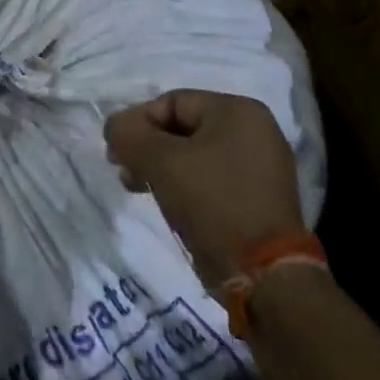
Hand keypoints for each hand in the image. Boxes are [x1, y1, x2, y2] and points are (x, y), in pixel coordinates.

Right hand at [105, 90, 303, 283]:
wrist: (265, 277)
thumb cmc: (213, 202)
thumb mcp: (160, 161)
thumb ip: (129, 135)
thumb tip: (114, 127)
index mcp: (238, 110)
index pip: (171, 102)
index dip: (137, 123)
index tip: (116, 151)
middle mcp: (255, 131)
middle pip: (183, 128)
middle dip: (148, 148)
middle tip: (124, 171)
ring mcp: (261, 167)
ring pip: (195, 156)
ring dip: (162, 169)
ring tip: (139, 189)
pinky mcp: (259, 200)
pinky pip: (211, 180)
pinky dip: (185, 186)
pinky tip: (169, 205)